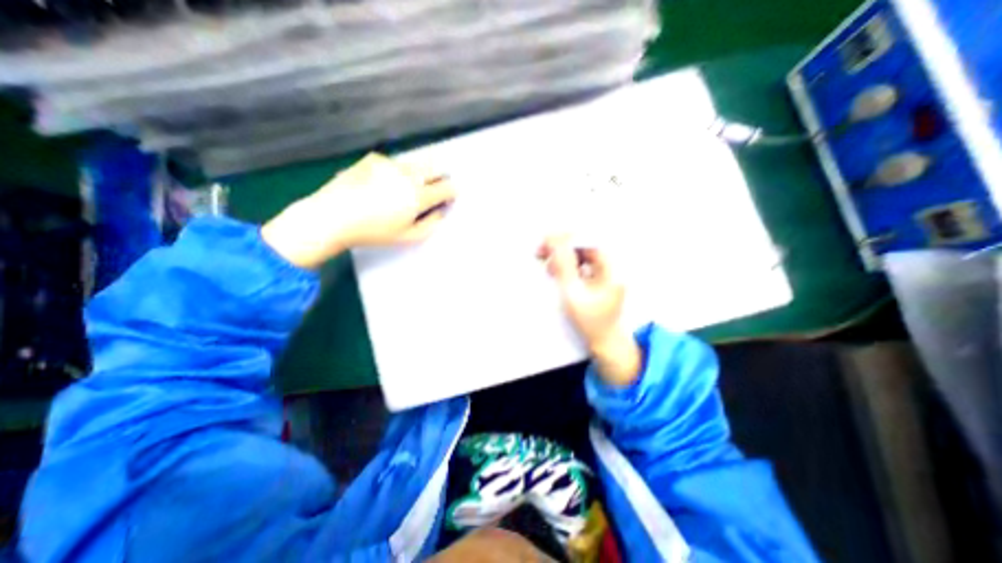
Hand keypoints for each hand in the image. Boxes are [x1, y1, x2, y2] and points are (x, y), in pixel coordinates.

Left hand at [263, 151, 457, 268]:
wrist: (332, 216)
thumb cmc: (373, 232)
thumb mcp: (407, 237)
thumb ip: (431, 224)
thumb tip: (441, 211)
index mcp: (418, 196)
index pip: (447, 187)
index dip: (451, 192)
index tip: (448, 198)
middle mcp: (408, 175)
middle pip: (435, 168)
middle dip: (438, 178)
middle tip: (431, 190)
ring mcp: (390, 163)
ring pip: (415, 164)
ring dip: (418, 174)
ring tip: (404, 189)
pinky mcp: (374, 158)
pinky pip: (395, 163)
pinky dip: (396, 172)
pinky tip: (382, 184)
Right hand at [542, 234, 641, 386]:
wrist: (605, 342)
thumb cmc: (590, 322)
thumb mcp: (573, 293)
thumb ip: (564, 265)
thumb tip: (554, 240)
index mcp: (613, 267)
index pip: (588, 240)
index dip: (566, 238)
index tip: (546, 242)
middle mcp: (613, 265)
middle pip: (585, 245)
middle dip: (562, 247)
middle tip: (541, 252)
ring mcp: (608, 271)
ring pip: (582, 254)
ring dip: (563, 256)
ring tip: (548, 266)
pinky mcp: (601, 277)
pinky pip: (583, 263)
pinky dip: (568, 265)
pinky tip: (557, 272)